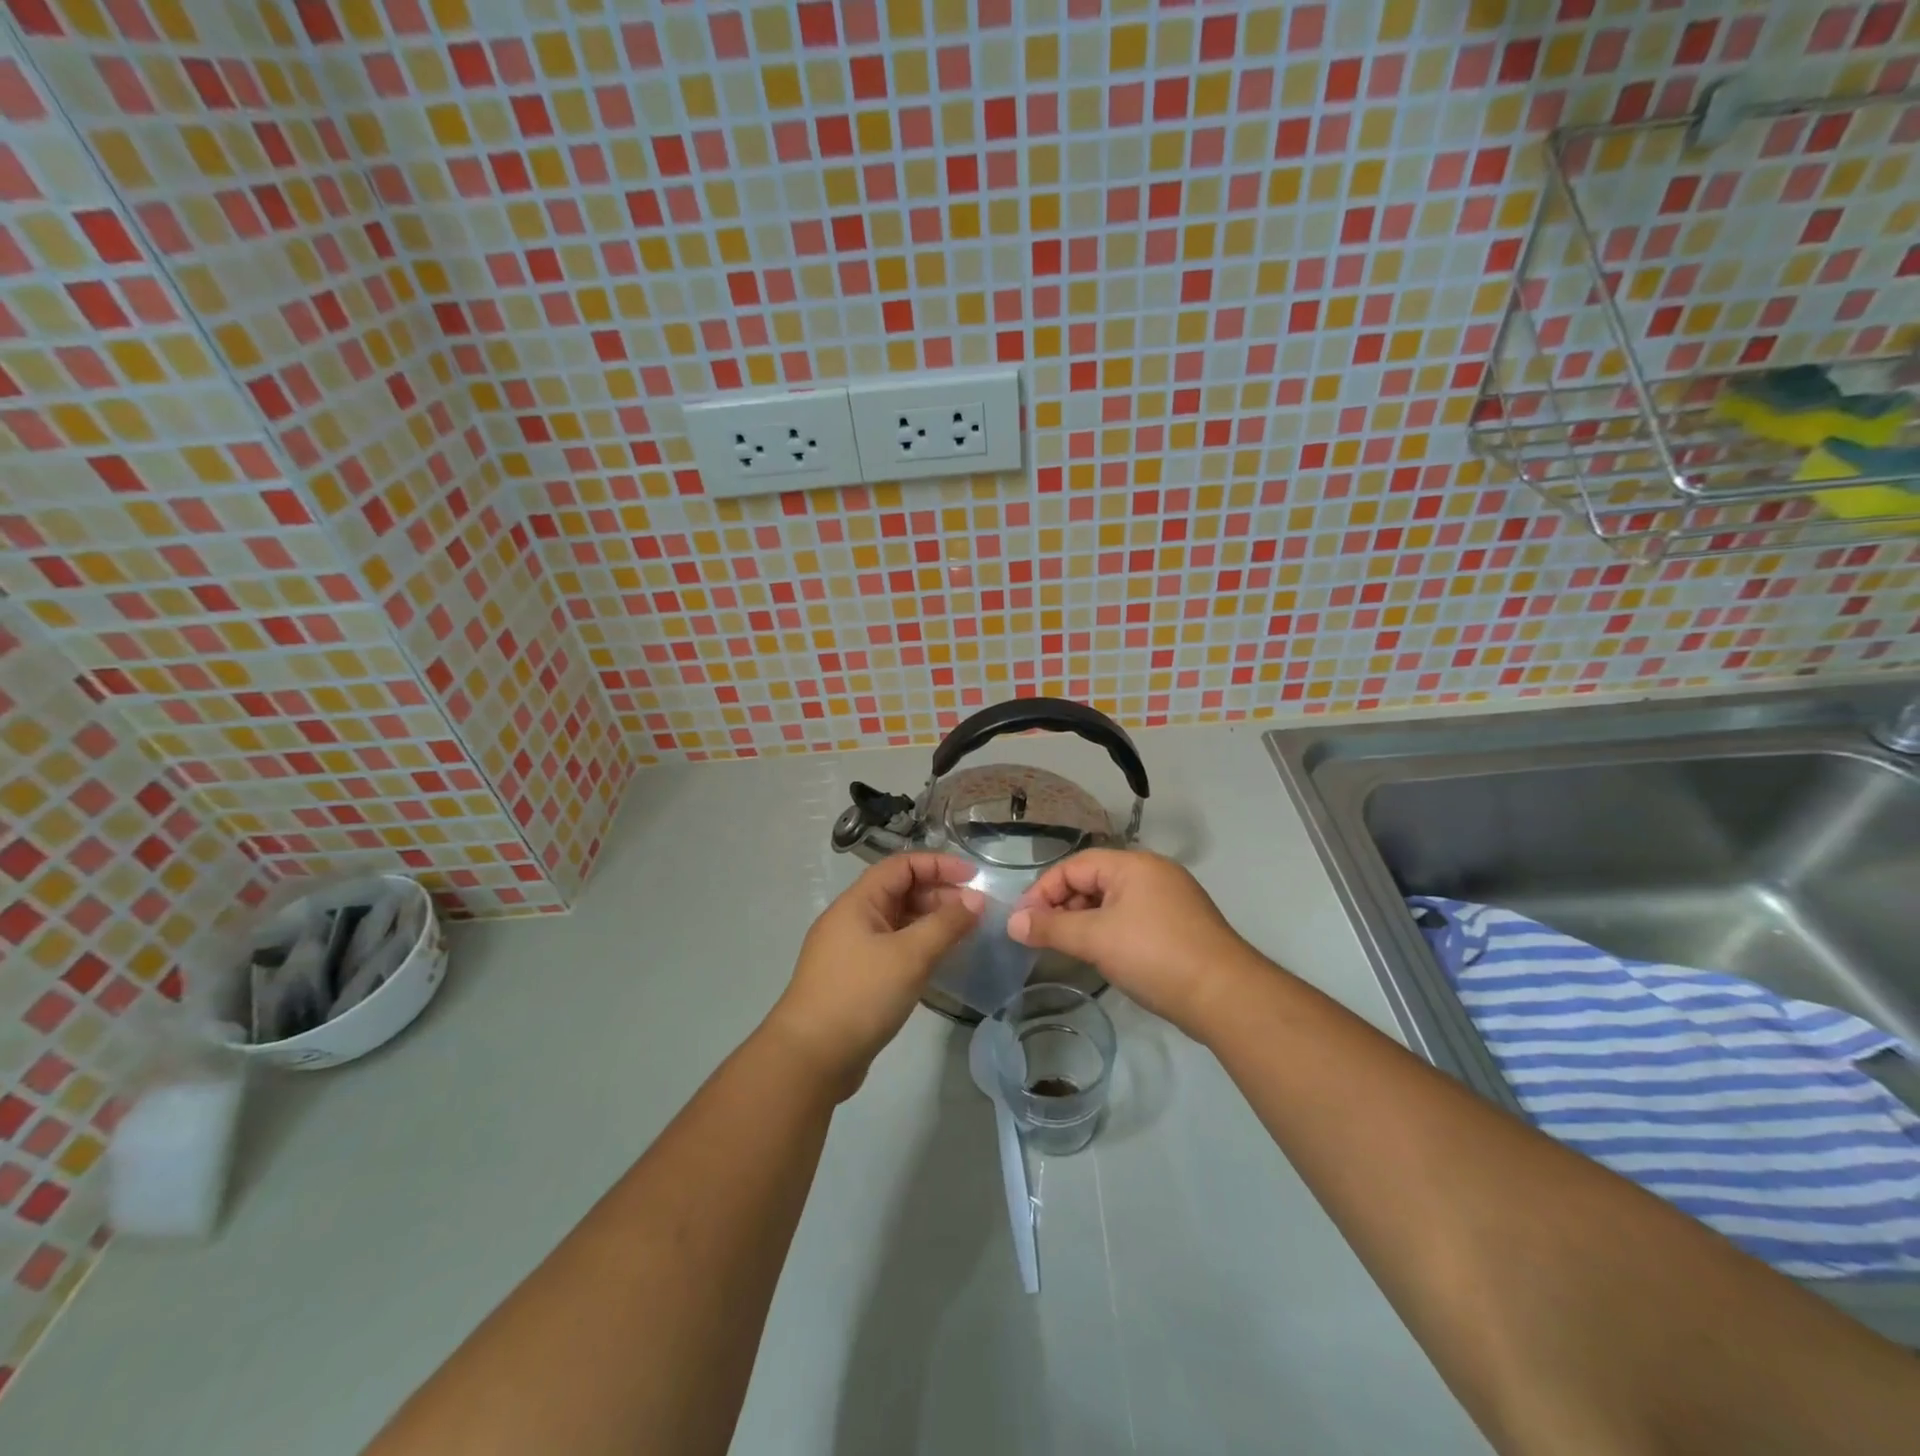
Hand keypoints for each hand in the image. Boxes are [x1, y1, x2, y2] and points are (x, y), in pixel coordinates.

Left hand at [766, 853, 983, 1096]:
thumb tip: (976, 899)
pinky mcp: (856, 979)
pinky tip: (940, 963)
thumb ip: (946, 924)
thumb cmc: (860, 995)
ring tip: (964, 936)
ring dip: (931, 923)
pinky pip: (893, 949)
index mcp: (858, 902)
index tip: (975, 878)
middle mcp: (852, 919)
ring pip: (898, 922)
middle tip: (975, 913)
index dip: (939, 865)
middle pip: (900, 891)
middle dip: (939, 895)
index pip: (902, 865)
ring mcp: (852, 950)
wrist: (810, 1058)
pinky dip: (918, 948)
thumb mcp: (909, 956)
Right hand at [1007, 849, 1262, 1036]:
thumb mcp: (1095, 939)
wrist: (1225, 996)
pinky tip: (1101, 955)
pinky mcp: (1180, 926)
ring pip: (1113, 901)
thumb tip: (1013, 923)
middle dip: (1063, 906)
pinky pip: (1132, 918)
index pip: (1074, 866)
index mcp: (1132, 864)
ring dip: (1084, 920)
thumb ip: (1051, 928)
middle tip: (1041, 936)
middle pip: (1093, 880)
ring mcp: (1170, 899)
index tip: (1023, 922)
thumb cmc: (1154, 955)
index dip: (1043, 891)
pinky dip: (1109, 931)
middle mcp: (1152, 873)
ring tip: (1067, 948)